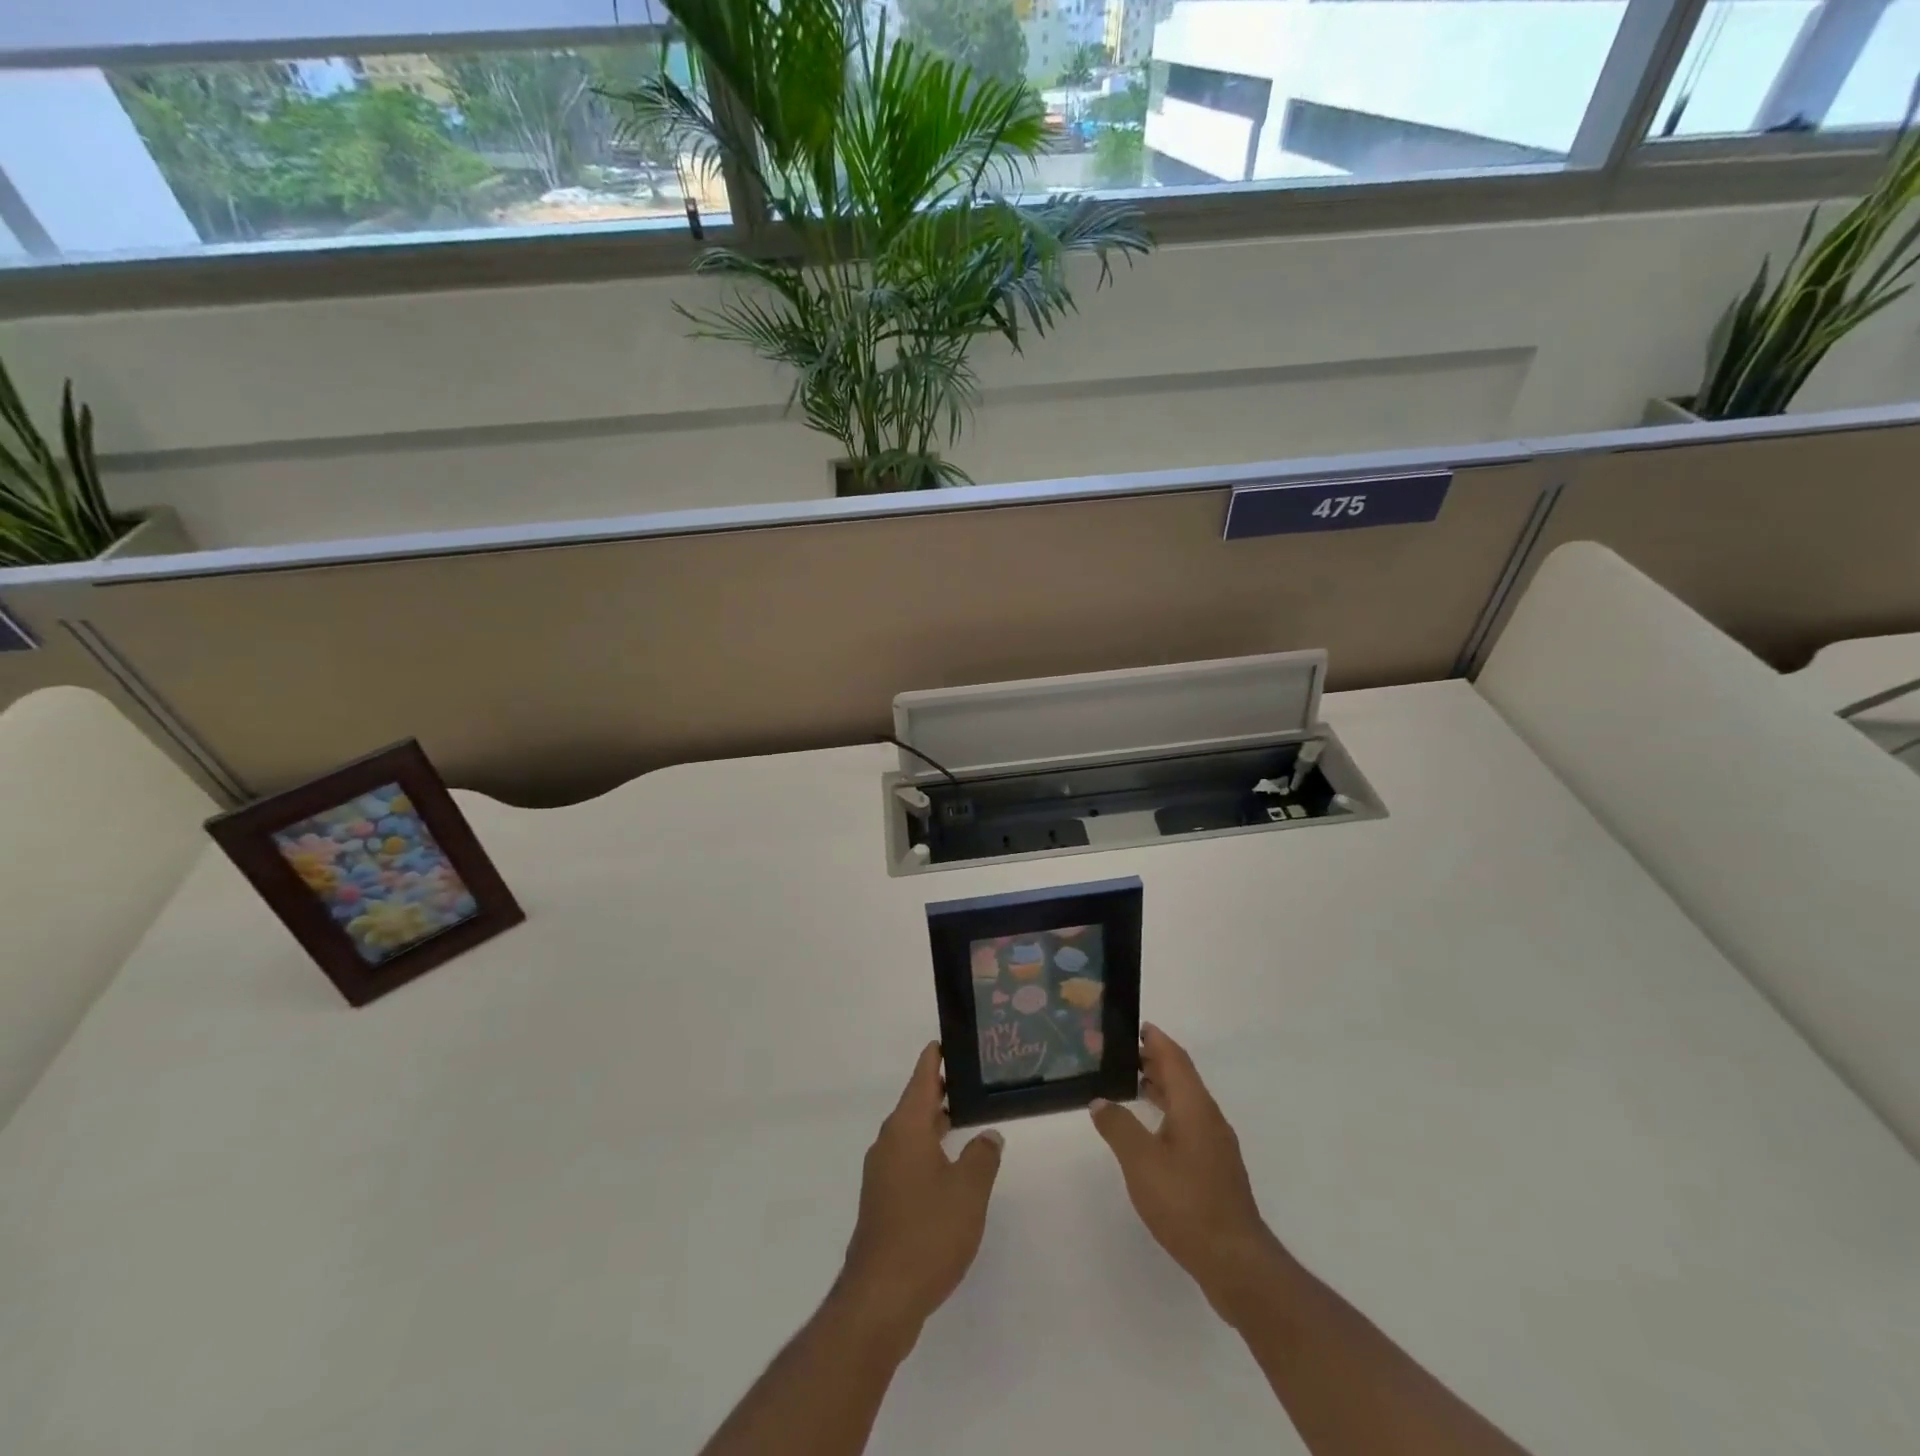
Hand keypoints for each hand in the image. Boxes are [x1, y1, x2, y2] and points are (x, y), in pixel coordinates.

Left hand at [838, 1042, 1003, 1351]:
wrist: (881, 1297)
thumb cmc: (927, 1233)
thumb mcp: (968, 1191)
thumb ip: (983, 1156)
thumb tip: (988, 1136)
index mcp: (906, 1129)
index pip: (922, 1078)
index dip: (936, 1057)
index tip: (948, 1039)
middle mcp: (889, 1143)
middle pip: (916, 1103)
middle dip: (941, 1089)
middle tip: (971, 1078)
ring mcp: (882, 1173)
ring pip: (912, 1133)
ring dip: (936, 1122)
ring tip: (966, 1116)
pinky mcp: (883, 1201)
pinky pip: (909, 1159)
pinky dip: (929, 1150)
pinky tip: (950, 1166)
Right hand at [1090, 1024, 1282, 1324]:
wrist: (1235, 1261)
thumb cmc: (1186, 1202)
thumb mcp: (1140, 1161)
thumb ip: (1118, 1126)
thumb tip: (1100, 1101)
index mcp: (1194, 1107)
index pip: (1175, 1059)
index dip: (1156, 1039)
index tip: (1135, 1025)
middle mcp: (1209, 1119)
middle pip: (1182, 1078)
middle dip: (1155, 1061)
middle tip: (1121, 1054)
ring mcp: (1215, 1146)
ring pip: (1186, 1103)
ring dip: (1161, 1089)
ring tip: (1130, 1085)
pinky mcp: (1215, 1170)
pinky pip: (1188, 1125)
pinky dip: (1167, 1114)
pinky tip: (1150, 1133)